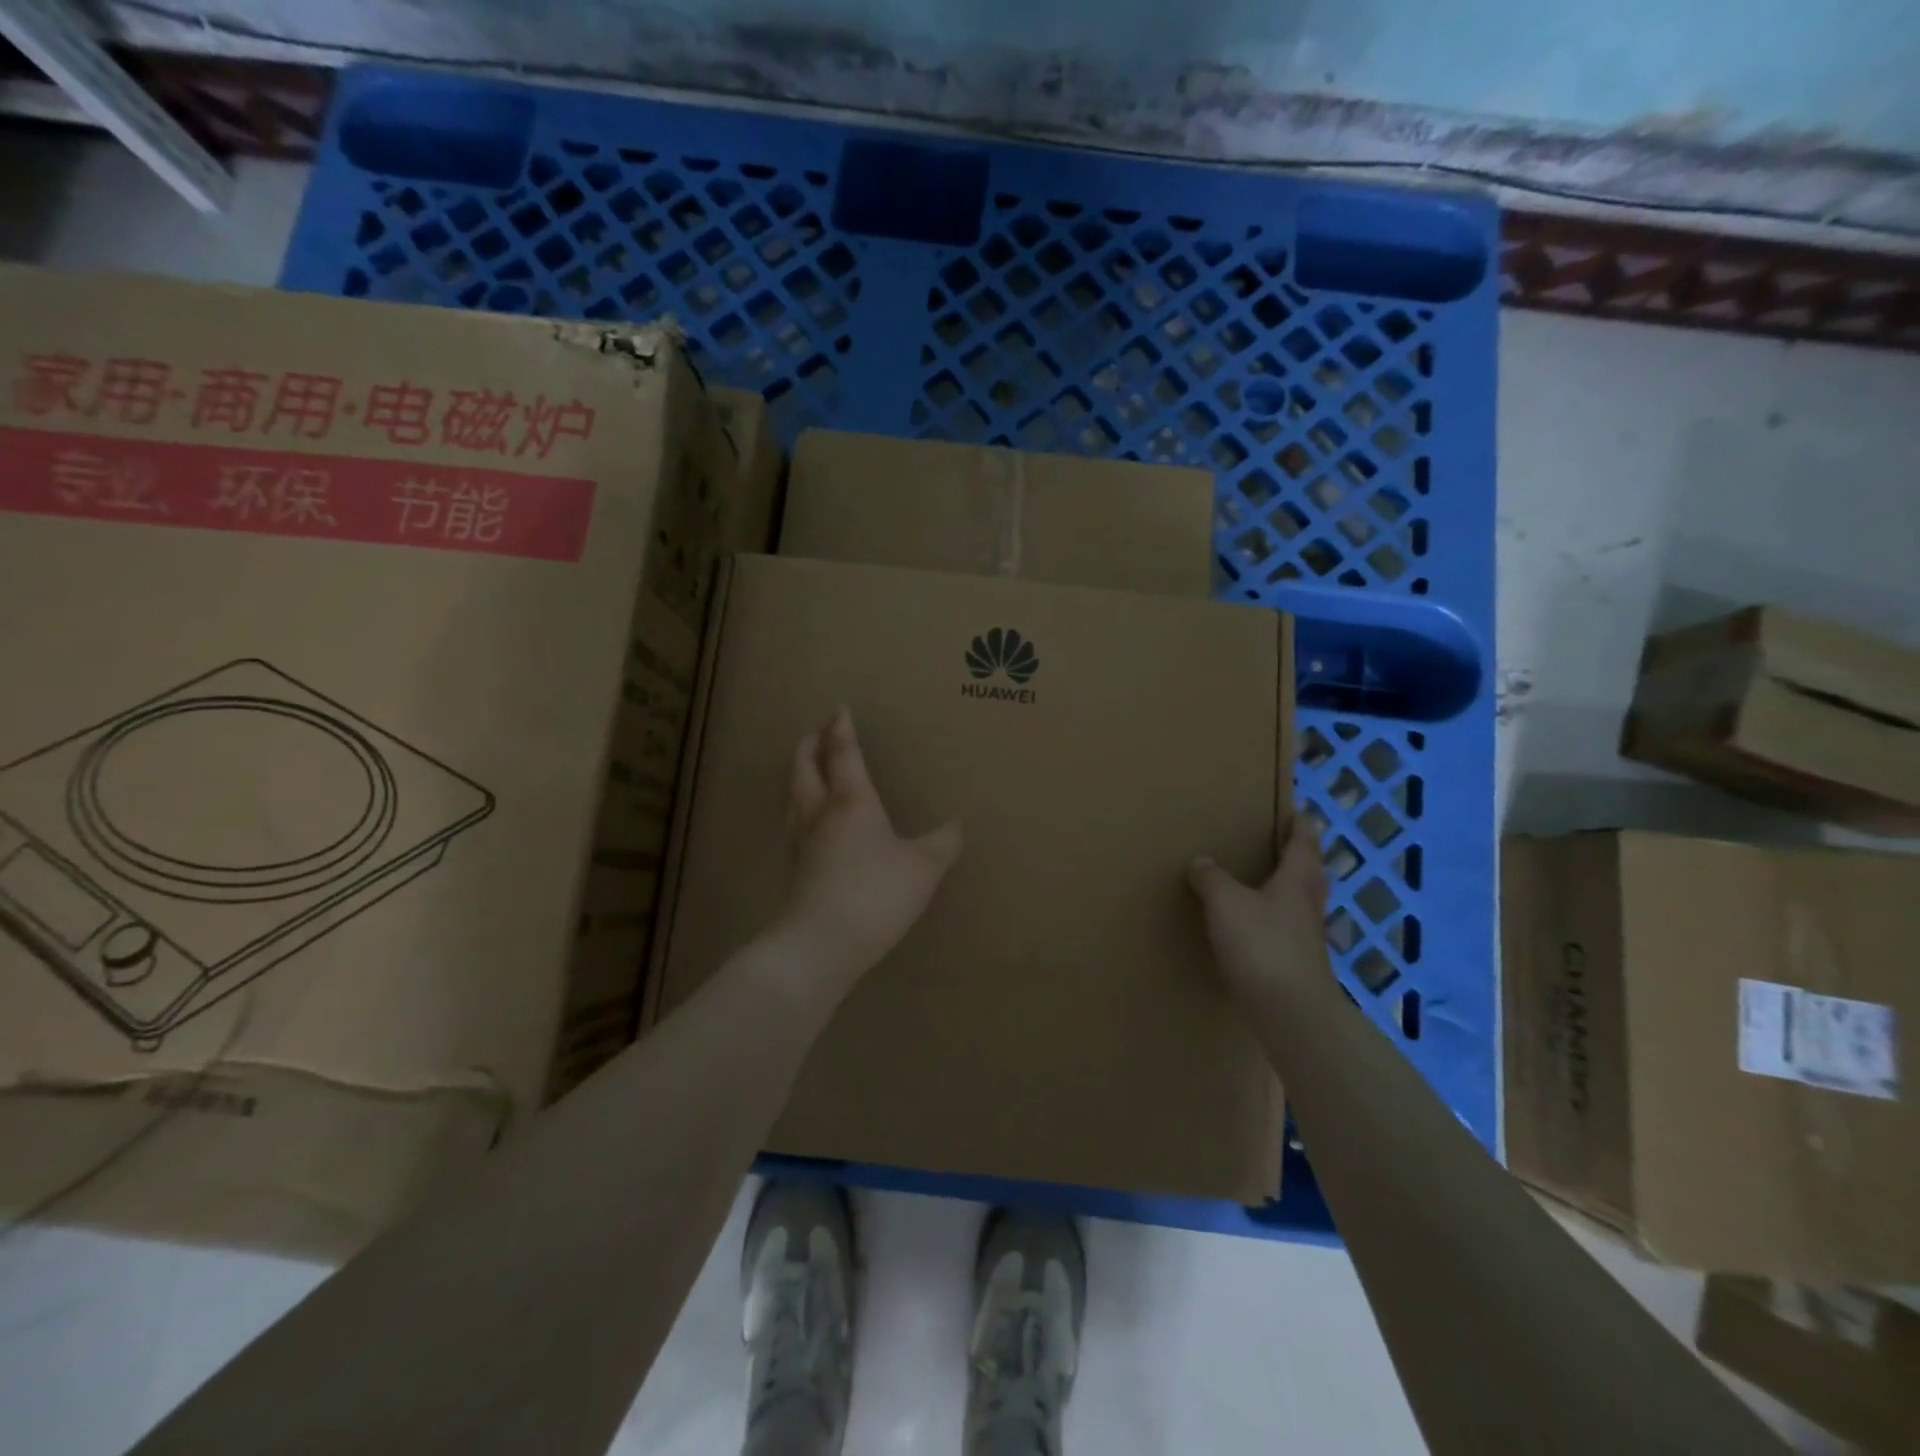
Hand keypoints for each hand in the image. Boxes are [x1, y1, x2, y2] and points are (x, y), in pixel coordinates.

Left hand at [776, 707, 962, 987]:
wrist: (822, 943)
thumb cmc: (876, 894)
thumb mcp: (923, 867)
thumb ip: (943, 842)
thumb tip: (958, 824)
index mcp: (851, 801)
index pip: (843, 754)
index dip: (841, 729)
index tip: (839, 709)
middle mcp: (820, 813)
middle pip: (804, 768)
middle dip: (809, 745)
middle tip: (815, 733)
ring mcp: (802, 842)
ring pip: (793, 795)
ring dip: (798, 774)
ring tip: (806, 769)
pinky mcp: (796, 868)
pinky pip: (794, 823)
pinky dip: (799, 806)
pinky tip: (810, 822)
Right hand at [1187, 819, 1333, 1005]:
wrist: (1291, 1013)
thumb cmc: (1262, 946)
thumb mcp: (1226, 903)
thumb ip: (1212, 879)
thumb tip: (1201, 860)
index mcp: (1296, 882)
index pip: (1303, 845)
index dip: (1302, 827)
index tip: (1301, 812)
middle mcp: (1307, 907)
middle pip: (1311, 874)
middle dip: (1304, 857)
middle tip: (1290, 844)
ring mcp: (1307, 940)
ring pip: (1303, 904)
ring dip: (1293, 890)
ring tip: (1272, 882)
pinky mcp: (1298, 967)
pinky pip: (1290, 932)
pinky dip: (1278, 921)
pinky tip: (1261, 928)